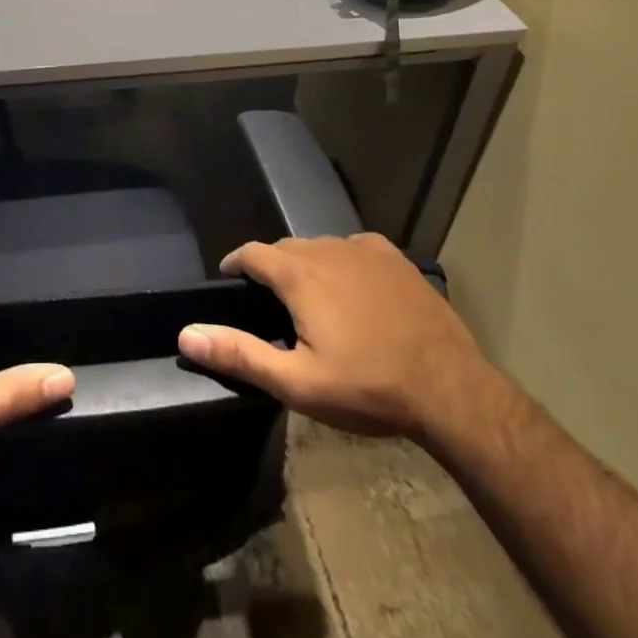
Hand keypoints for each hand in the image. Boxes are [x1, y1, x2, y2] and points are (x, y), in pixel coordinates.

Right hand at [178, 233, 486, 437]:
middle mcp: (325, 248)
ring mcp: (363, 249)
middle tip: (272, 303)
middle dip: (272, 268)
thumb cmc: (368, 388)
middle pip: (285, 249)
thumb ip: (240, 354)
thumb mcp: (298, 383)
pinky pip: (354, 248)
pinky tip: (354, 290)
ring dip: (307, 265)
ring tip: (312, 298)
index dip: (235, 263)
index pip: (251, 253)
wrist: (451, 390)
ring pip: (320, 247)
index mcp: (298, 274)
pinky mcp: (393, 257)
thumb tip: (186, 335)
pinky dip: (343, 262)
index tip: (229, 280)